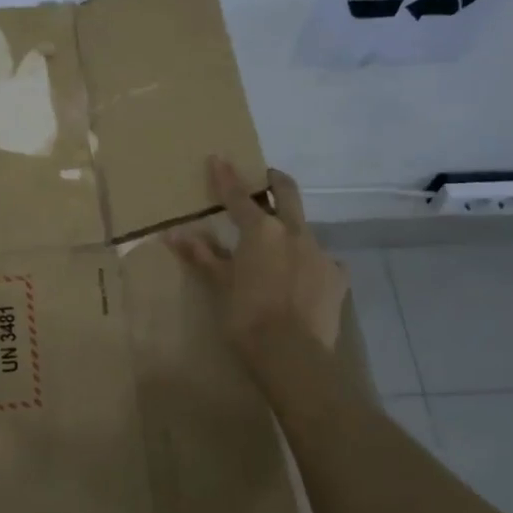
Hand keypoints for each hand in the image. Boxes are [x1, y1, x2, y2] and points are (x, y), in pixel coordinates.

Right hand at [167, 157, 347, 364]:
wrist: (293, 355)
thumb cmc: (246, 318)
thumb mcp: (220, 286)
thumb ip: (203, 256)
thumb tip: (175, 234)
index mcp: (261, 231)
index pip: (238, 196)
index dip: (226, 176)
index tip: (219, 157)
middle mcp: (294, 232)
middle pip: (286, 193)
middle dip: (275, 181)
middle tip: (267, 178)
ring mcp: (320, 253)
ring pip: (304, 229)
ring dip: (291, 229)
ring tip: (280, 247)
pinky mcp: (337, 277)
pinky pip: (322, 261)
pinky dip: (309, 263)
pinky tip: (303, 279)